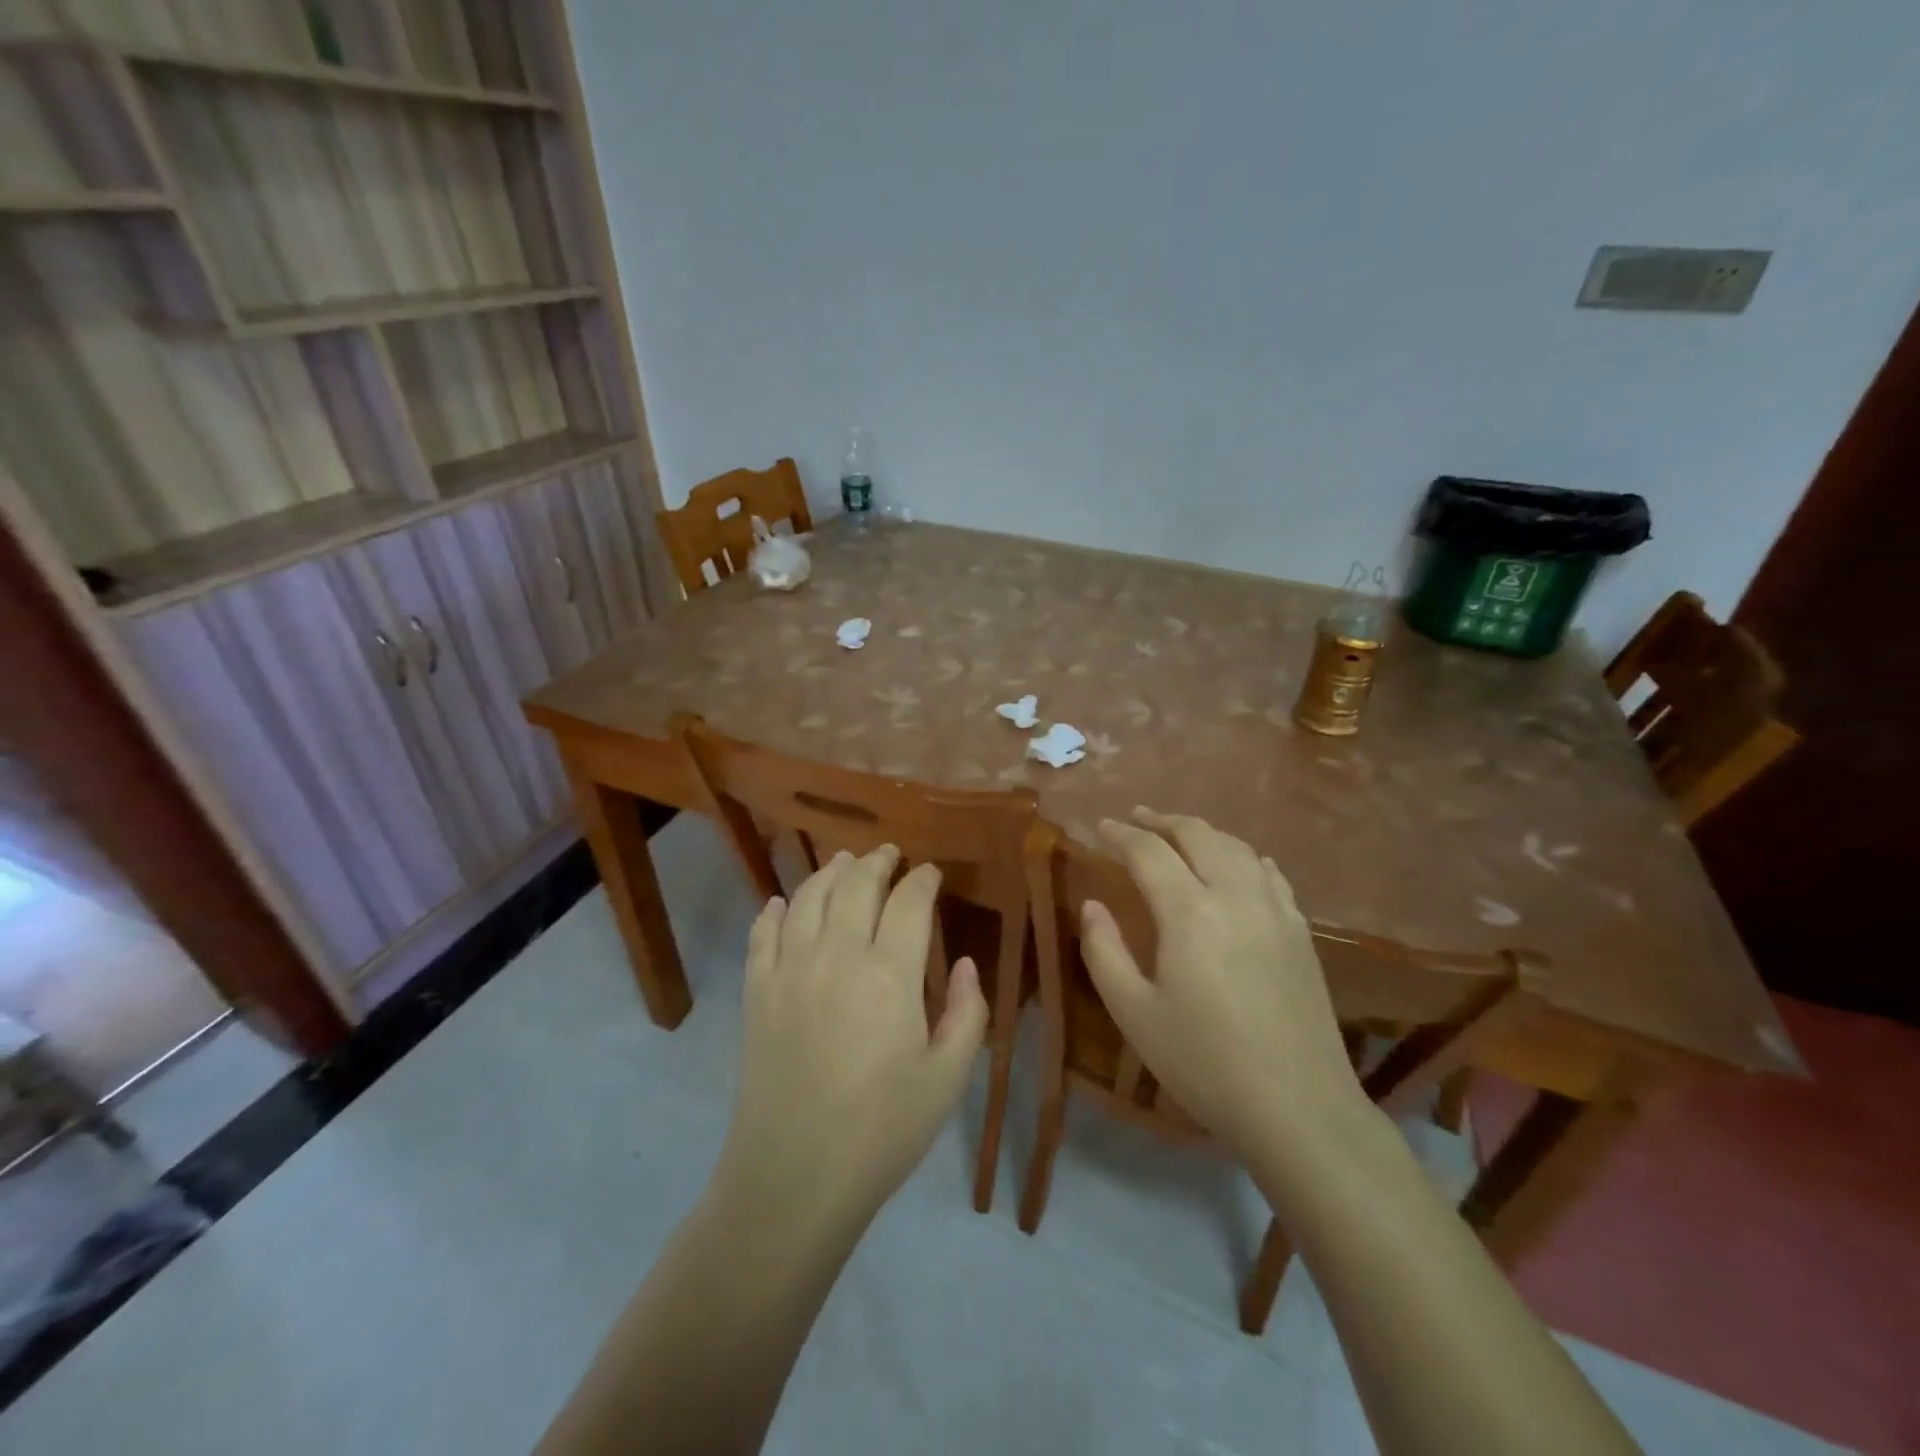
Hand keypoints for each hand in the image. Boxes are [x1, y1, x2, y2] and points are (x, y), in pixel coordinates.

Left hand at [712, 846, 988, 1229]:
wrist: (794, 1177)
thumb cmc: (882, 1130)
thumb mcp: (947, 1079)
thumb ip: (967, 1013)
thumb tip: (966, 964)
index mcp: (890, 973)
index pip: (909, 902)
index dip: (923, 880)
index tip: (931, 872)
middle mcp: (837, 955)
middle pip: (855, 884)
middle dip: (876, 861)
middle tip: (889, 854)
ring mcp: (789, 970)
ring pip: (808, 897)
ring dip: (829, 872)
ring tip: (843, 862)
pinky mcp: (756, 992)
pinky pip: (762, 933)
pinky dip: (773, 910)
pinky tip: (780, 903)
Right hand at [1080, 809, 1363, 1156]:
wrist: (1298, 1108)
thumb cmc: (1203, 1062)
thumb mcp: (1134, 1012)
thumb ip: (1104, 950)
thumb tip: (1092, 904)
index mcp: (1189, 912)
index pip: (1148, 852)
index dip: (1120, 834)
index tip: (1099, 827)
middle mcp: (1235, 895)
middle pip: (1197, 834)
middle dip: (1161, 820)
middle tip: (1135, 819)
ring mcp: (1275, 910)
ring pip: (1237, 846)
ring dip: (1202, 832)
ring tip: (1178, 835)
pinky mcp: (1300, 931)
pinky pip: (1270, 873)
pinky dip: (1244, 856)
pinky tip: (1238, 864)